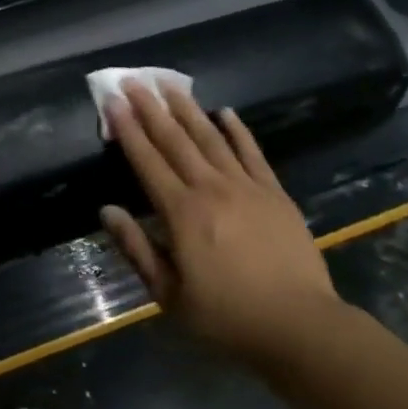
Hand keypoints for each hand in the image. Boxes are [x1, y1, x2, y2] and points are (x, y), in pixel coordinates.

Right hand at [100, 80, 343, 368]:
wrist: (300, 328)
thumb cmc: (227, 317)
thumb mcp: (169, 295)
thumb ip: (137, 249)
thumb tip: (107, 210)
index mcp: (181, 213)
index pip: (147, 160)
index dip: (127, 129)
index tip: (112, 101)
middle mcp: (210, 189)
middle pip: (175, 140)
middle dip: (151, 108)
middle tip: (133, 80)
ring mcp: (246, 187)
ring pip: (210, 138)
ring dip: (187, 109)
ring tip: (170, 84)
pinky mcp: (274, 194)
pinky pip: (252, 153)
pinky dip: (237, 130)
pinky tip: (225, 112)